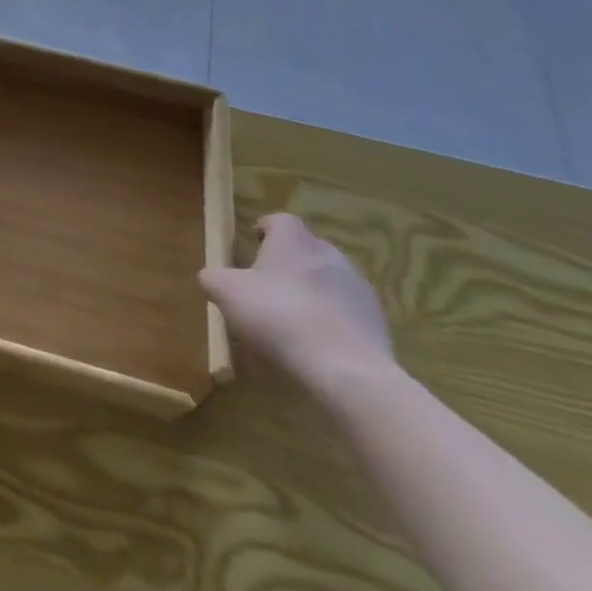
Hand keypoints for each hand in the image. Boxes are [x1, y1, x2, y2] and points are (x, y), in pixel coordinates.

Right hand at [200, 213, 396, 401]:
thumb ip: (213, 278)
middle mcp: (329, 254)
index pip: (280, 220)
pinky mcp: (378, 322)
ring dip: (313, 292)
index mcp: (293, 240)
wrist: (347, 370)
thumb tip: (213, 277)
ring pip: (329, 280)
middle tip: (269, 285)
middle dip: (289, 263)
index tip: (254, 244)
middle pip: (306, 249)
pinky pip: (348, 312)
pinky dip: (333, 320)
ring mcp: (359, 288)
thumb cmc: (278, 316)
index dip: (266, 230)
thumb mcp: (226, 293)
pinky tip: (318, 344)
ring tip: (294, 320)